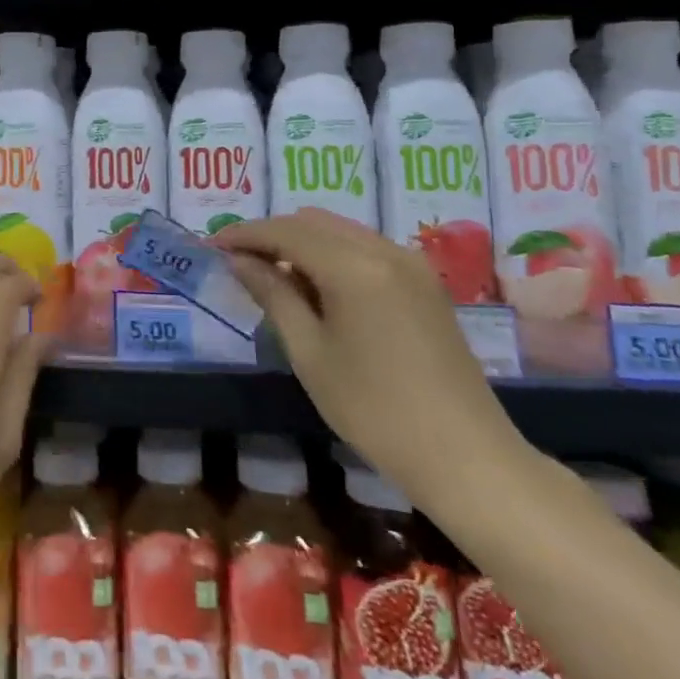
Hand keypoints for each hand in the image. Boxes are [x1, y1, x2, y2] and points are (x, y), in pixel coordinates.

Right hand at [214, 210, 526, 506]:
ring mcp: (411, 264)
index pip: (286, 231)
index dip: (245, 234)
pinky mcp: (424, 282)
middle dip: (272, 234)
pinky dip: (332, 255)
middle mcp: (385, 250)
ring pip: (340, 231)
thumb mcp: (310, 353)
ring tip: (272, 275)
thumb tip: (238, 260)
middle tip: (238, 261)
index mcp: (354, 266)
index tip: (212, 245)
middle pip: (313, 222)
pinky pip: (365, 248)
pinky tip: (316, 287)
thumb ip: (273, 295)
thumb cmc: (375, 410)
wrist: (466, 456)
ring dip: (301, 243)